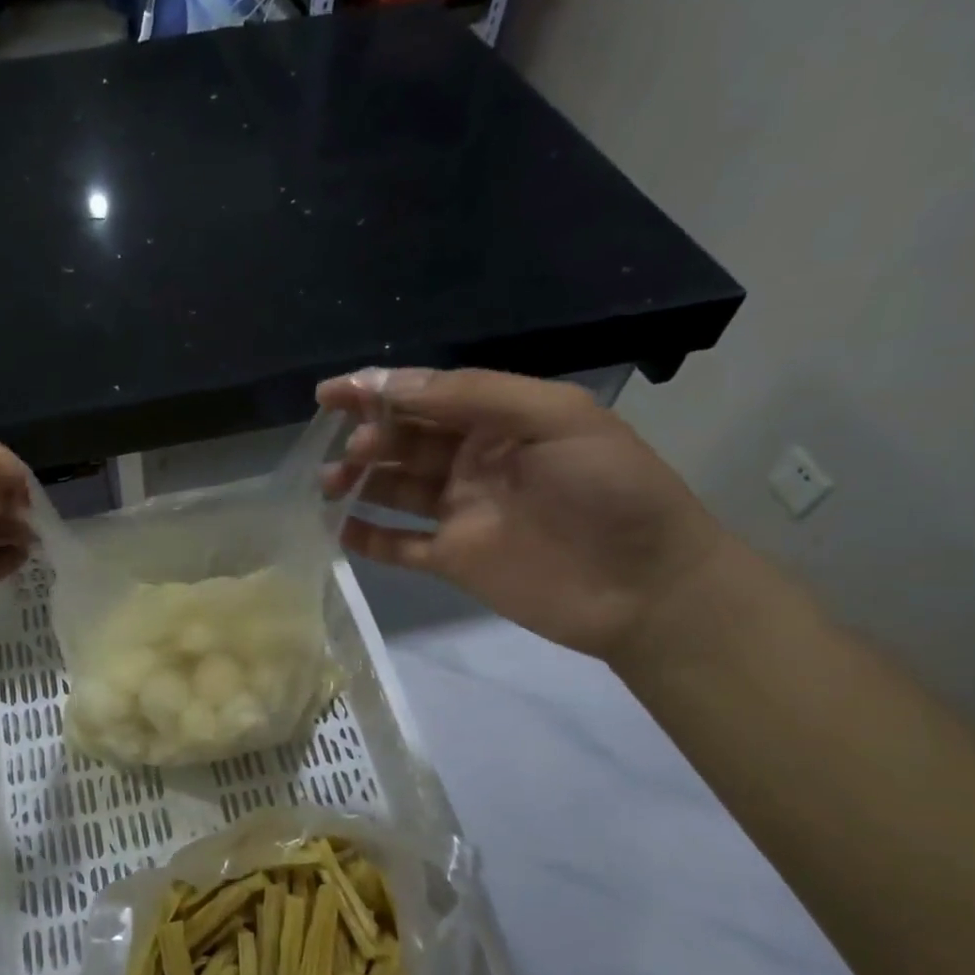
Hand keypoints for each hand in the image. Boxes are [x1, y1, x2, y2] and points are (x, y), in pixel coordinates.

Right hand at [319, 368, 727, 661]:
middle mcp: (473, 461)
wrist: (646, 588)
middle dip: (368, 436)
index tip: (329, 394)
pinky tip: (339, 528)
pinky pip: (399, 544)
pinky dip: (368, 536)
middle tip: (350, 450)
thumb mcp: (556, 418)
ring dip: (358, 480)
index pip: (426, 396)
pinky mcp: (453, 560)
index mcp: (499, 420)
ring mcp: (461, 512)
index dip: (376, 391)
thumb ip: (475, 395)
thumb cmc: (610, 490)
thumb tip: (391, 385)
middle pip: (404, 440)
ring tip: (329, 483)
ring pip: (394, 488)